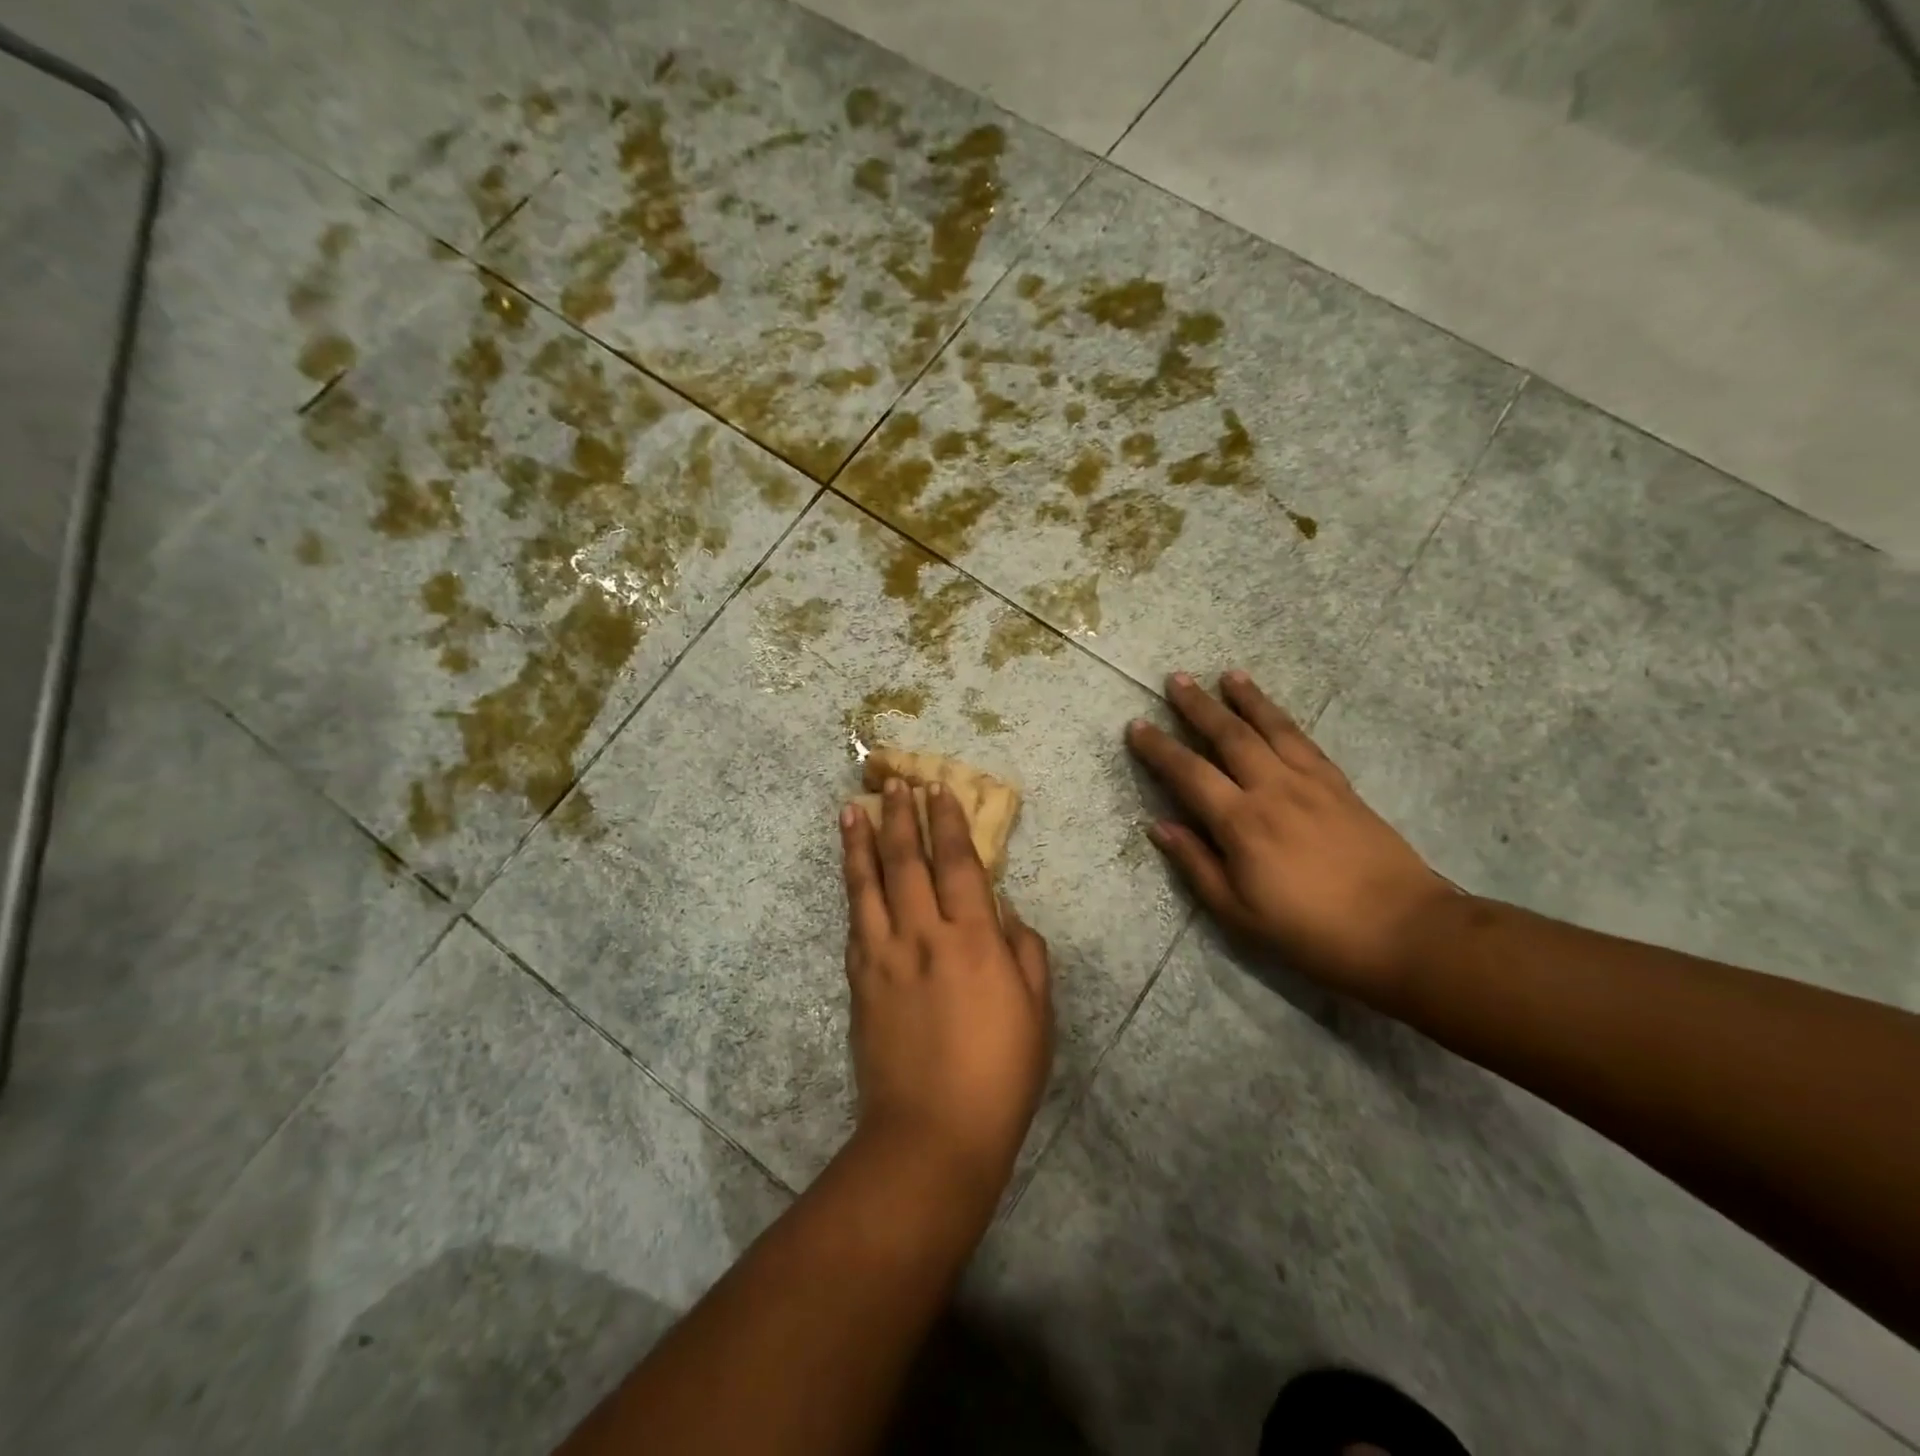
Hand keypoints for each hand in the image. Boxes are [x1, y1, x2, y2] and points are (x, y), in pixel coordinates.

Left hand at [839, 779, 1052, 1208]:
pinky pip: (854, 922)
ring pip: (869, 884)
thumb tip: (1004, 910)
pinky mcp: (859, 981)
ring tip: (853, 809)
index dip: (947, 823)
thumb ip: (1026, 952)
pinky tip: (851, 873)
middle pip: (908, 862)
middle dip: (902, 817)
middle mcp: (924, 935)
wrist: (932, 1135)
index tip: (938, 790)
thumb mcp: (1037, 1013)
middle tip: (895, 782)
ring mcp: (884, 957)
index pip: (958, 864)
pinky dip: (852, 889)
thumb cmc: (999, 1075)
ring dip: (862, 842)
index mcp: (974, 940)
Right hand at [1127, 670, 1453, 1002]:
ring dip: (1246, 699)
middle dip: (1198, 706)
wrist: (1403, 930)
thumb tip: (1159, 826)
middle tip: (1176, 679)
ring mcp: (1311, 783)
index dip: (1159, 748)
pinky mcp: (1340, 786)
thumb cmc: (1310, 931)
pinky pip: (1305, 741)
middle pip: (1229, 736)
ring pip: (1271, 728)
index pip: (1189, 773)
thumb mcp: (1238, 913)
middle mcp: (1273, 790)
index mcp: (1242, 823)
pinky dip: (1283, 719)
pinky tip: (1274, 712)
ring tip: (1227, 675)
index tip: (1137, 726)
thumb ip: (1196, 864)